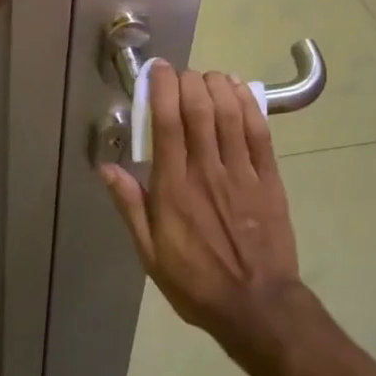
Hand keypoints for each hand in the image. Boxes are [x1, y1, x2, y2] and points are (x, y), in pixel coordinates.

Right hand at [100, 63, 309, 366]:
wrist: (257, 306)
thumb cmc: (196, 282)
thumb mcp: (150, 254)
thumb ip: (130, 206)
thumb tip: (107, 167)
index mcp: (174, 188)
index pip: (167, 123)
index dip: (162, 88)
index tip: (158, 70)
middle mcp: (207, 171)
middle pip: (199, 109)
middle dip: (189, 80)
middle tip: (182, 74)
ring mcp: (242, 173)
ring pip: (230, 113)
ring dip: (218, 85)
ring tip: (208, 77)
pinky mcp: (269, 178)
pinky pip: (259, 131)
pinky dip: (248, 104)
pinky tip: (239, 89)